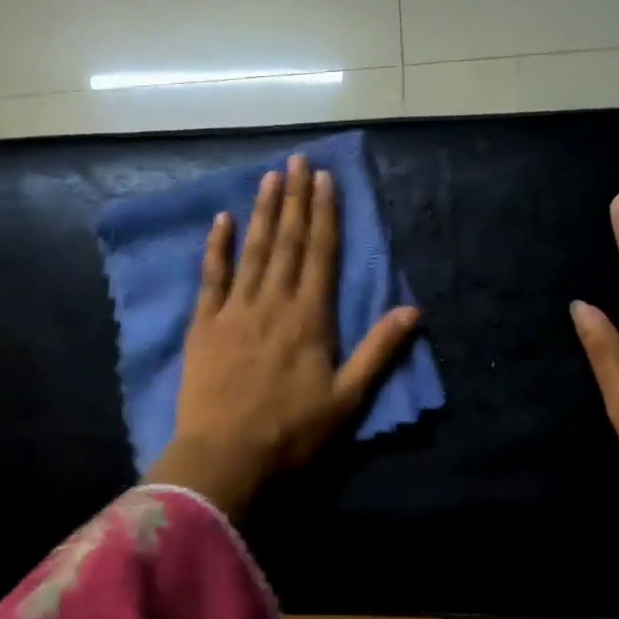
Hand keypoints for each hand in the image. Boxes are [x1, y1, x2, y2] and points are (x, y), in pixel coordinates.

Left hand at [145, 154, 421, 519]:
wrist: (225, 458)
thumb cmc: (292, 433)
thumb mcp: (347, 399)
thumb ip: (379, 351)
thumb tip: (414, 311)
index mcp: (310, 318)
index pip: (320, 254)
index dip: (324, 214)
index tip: (325, 178)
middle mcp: (273, 303)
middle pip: (287, 242)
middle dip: (295, 199)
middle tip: (298, 160)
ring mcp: (234, 311)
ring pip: (253, 251)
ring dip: (263, 212)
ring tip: (269, 177)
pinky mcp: (204, 326)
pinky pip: (211, 277)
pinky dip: (217, 247)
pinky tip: (222, 220)